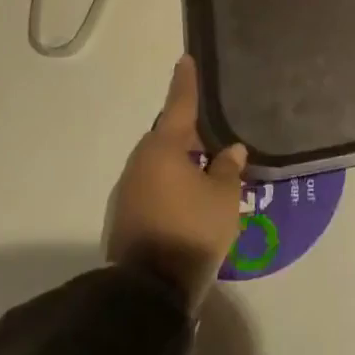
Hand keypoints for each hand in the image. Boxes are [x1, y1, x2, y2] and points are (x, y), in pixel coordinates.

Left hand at [108, 56, 248, 311]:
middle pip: (167, 136)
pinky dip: (170, 183)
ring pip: (159, 163)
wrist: (145, 296)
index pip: (179, 104)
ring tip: (206, 165)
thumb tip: (229, 150)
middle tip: (213, 129)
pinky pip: (153, 186)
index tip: (186, 59)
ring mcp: (128, 191)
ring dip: (180, 161)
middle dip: (188, 131)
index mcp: (163, 148)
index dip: (186, 82)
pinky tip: (189, 196)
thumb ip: (228, 169)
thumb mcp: (224, 199)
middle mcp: (140, 162)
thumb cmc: (190, 232)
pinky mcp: (124, 218)